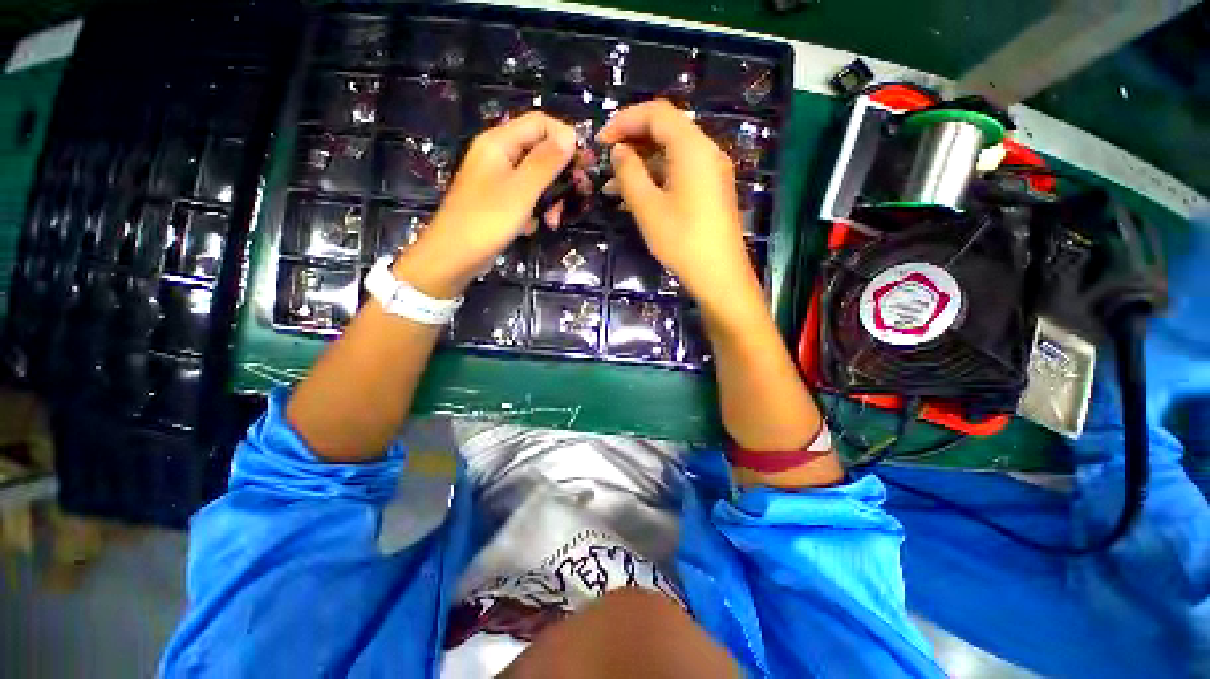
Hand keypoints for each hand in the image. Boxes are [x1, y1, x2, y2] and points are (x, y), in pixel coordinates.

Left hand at [394, 112, 575, 297]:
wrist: (455, 256)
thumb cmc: (487, 220)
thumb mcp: (522, 190)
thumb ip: (546, 161)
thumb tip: (571, 135)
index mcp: (499, 142)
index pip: (540, 122)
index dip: (565, 138)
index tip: (585, 163)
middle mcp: (499, 155)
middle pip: (540, 151)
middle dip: (561, 174)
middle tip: (580, 193)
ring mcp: (498, 179)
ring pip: (536, 178)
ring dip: (551, 198)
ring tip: (554, 220)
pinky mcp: (500, 200)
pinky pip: (526, 197)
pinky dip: (535, 210)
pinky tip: (535, 227)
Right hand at [597, 100, 758, 315]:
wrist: (719, 275)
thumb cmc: (682, 240)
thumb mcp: (647, 207)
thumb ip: (629, 173)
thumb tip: (619, 151)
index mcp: (692, 147)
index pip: (656, 114)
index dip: (624, 121)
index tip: (600, 142)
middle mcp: (706, 152)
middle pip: (665, 132)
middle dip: (631, 143)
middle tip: (605, 162)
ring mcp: (711, 173)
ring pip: (670, 156)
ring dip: (641, 166)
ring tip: (611, 188)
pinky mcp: (710, 192)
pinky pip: (679, 175)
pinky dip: (656, 180)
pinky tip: (634, 199)